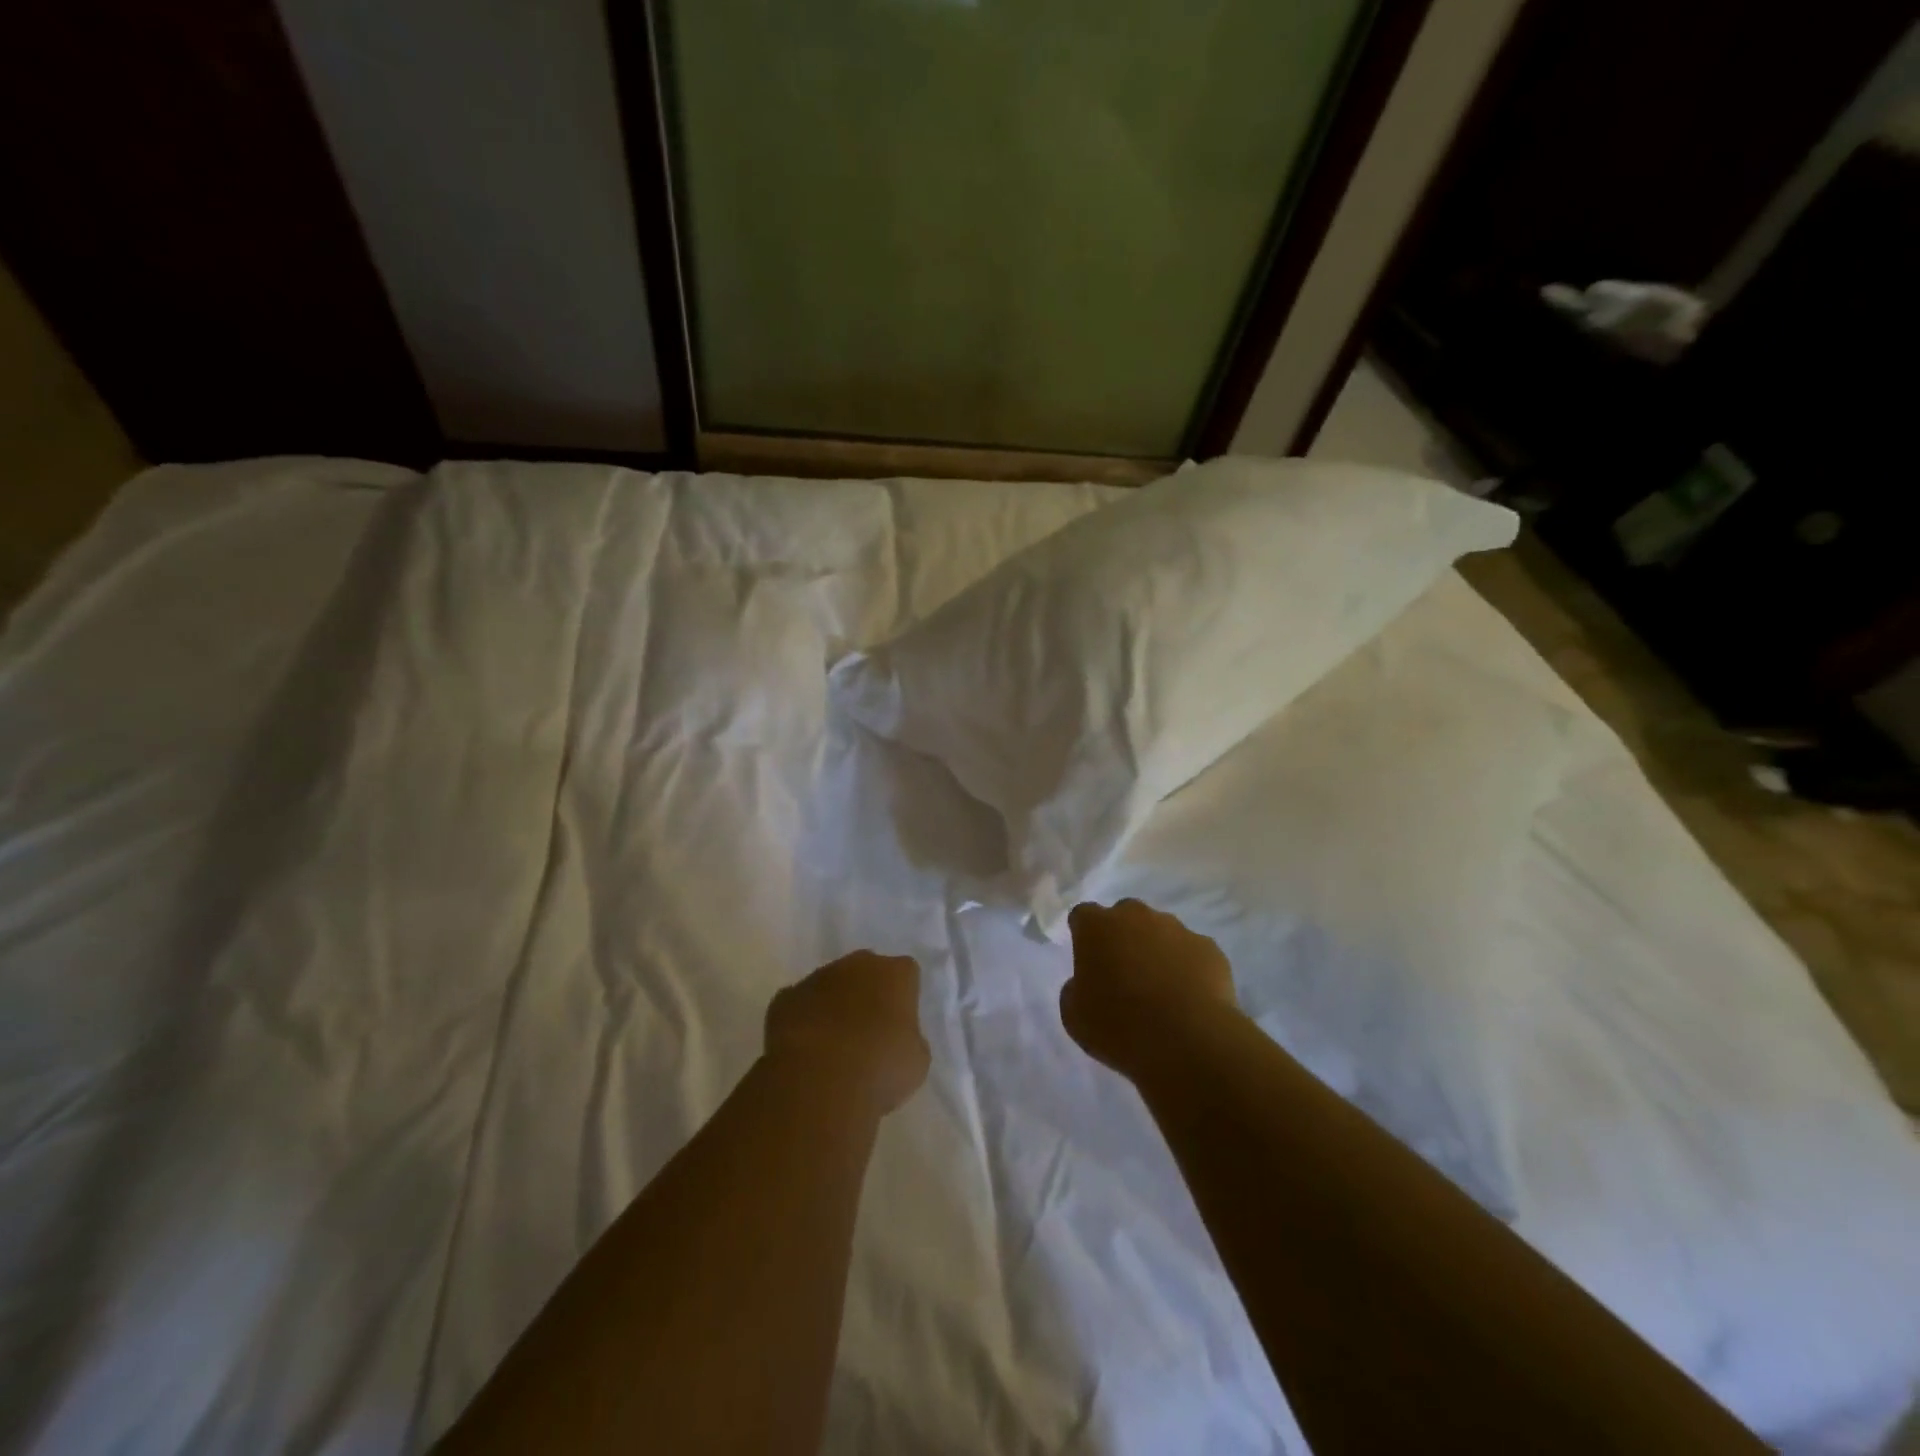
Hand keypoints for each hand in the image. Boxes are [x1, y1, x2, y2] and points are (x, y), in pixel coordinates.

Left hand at [764, 951, 930, 1115]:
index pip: (906, 974)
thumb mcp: (915, 1060)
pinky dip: (804, 1022)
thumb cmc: (880, 1068)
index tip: (900, 1024)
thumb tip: (895, 1038)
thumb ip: (909, 1038)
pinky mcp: (785, 998)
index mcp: (895, 973)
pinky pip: (800, 1005)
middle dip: (867, 993)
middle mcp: (857, 964)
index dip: (904, 998)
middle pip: (866, 971)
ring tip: (833, 1047)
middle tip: (869, 1031)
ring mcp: (817, 978)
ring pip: (830, 986)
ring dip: (833, 1006)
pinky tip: (805, 1052)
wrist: (818, 1081)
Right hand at [1061, 899, 1237, 1074]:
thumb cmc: (1119, 1026)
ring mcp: (1177, 929)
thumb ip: (1075, 990)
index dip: (1084, 935)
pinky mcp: (1209, 948)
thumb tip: (1086, 983)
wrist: (1188, 1041)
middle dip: (1122, 938)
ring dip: (1156, 952)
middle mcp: (1136, 916)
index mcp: (1097, 926)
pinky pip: (1191, 953)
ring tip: (1161, 992)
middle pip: (1124, 916)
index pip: (1083, 916)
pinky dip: (1187, 969)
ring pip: (1161, 932)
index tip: (1087, 959)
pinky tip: (1188, 1000)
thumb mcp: (1074, 1016)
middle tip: (1123, 975)